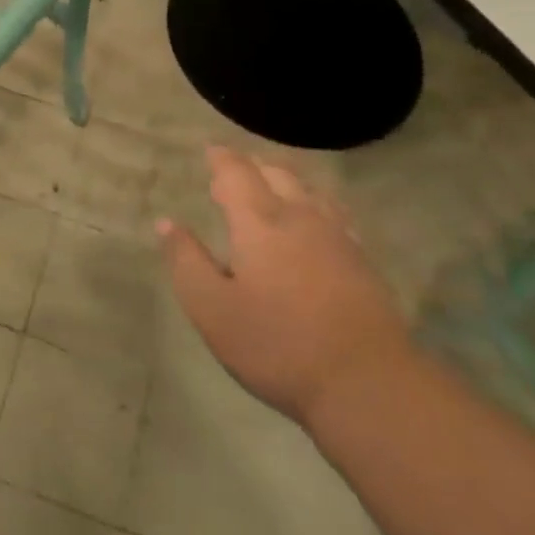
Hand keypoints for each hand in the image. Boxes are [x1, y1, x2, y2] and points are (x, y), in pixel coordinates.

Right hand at [157, 146, 413, 426]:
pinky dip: (315, 204)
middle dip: (253, 166)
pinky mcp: (362, 261)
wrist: (367, 383)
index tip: (210, 151)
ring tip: (271, 187)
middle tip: (234, 172)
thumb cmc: (278, 345)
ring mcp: (337, 238)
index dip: (222, 159)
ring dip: (286, 181)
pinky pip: (334, 213)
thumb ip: (187, 261)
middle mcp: (300, 217)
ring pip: (310, 191)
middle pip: (277, 174)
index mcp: (259, 223)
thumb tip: (166, 223)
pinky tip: (315, 221)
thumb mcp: (212, 309)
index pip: (237, 173)